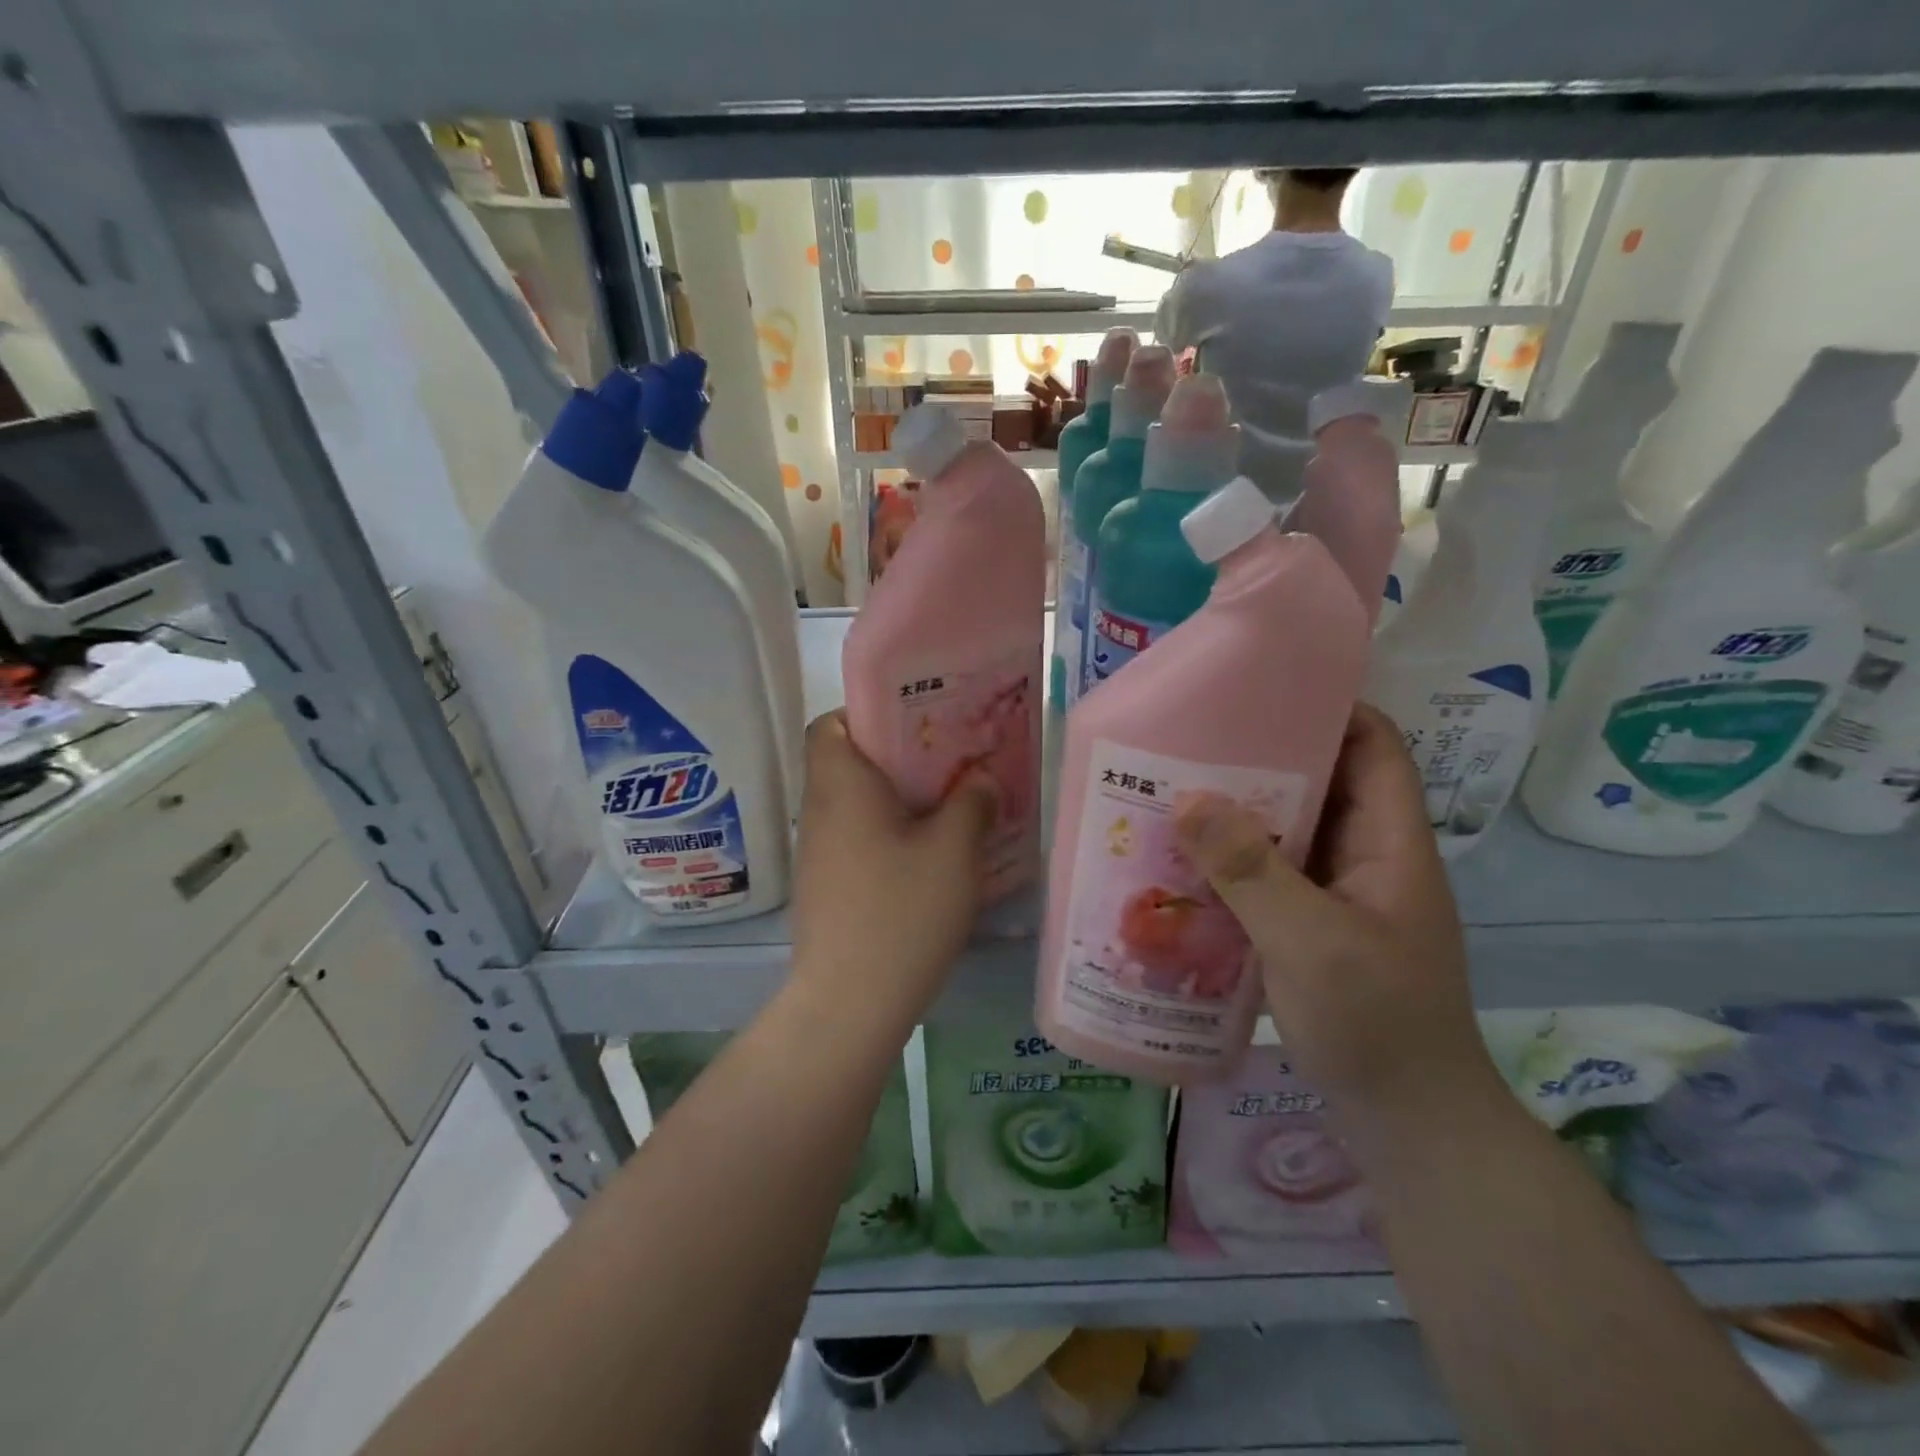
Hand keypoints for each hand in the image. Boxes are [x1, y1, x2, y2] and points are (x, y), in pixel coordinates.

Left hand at [787, 712, 996, 1035]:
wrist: (850, 1002)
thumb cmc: (901, 912)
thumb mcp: (953, 851)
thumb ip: (971, 803)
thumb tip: (981, 778)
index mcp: (841, 785)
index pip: (830, 723)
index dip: (867, 714)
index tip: (915, 725)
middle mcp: (819, 810)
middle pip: (847, 761)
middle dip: (897, 756)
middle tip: (949, 762)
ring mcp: (817, 851)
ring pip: (855, 803)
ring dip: (896, 798)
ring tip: (949, 804)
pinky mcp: (826, 885)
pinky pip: (856, 838)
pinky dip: (888, 833)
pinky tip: (929, 855)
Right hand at [1173, 703, 1493, 1114]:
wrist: (1409, 1127)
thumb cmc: (1376, 1026)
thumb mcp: (1311, 942)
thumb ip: (1251, 870)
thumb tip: (1188, 797)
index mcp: (1390, 844)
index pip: (1374, 747)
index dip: (1329, 710)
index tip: (1259, 694)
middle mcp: (1368, 859)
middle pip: (1320, 784)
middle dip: (1260, 761)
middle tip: (1188, 745)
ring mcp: (1340, 897)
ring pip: (1289, 833)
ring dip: (1238, 816)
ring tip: (1173, 797)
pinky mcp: (1314, 930)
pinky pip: (1270, 877)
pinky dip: (1233, 864)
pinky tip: (1184, 867)